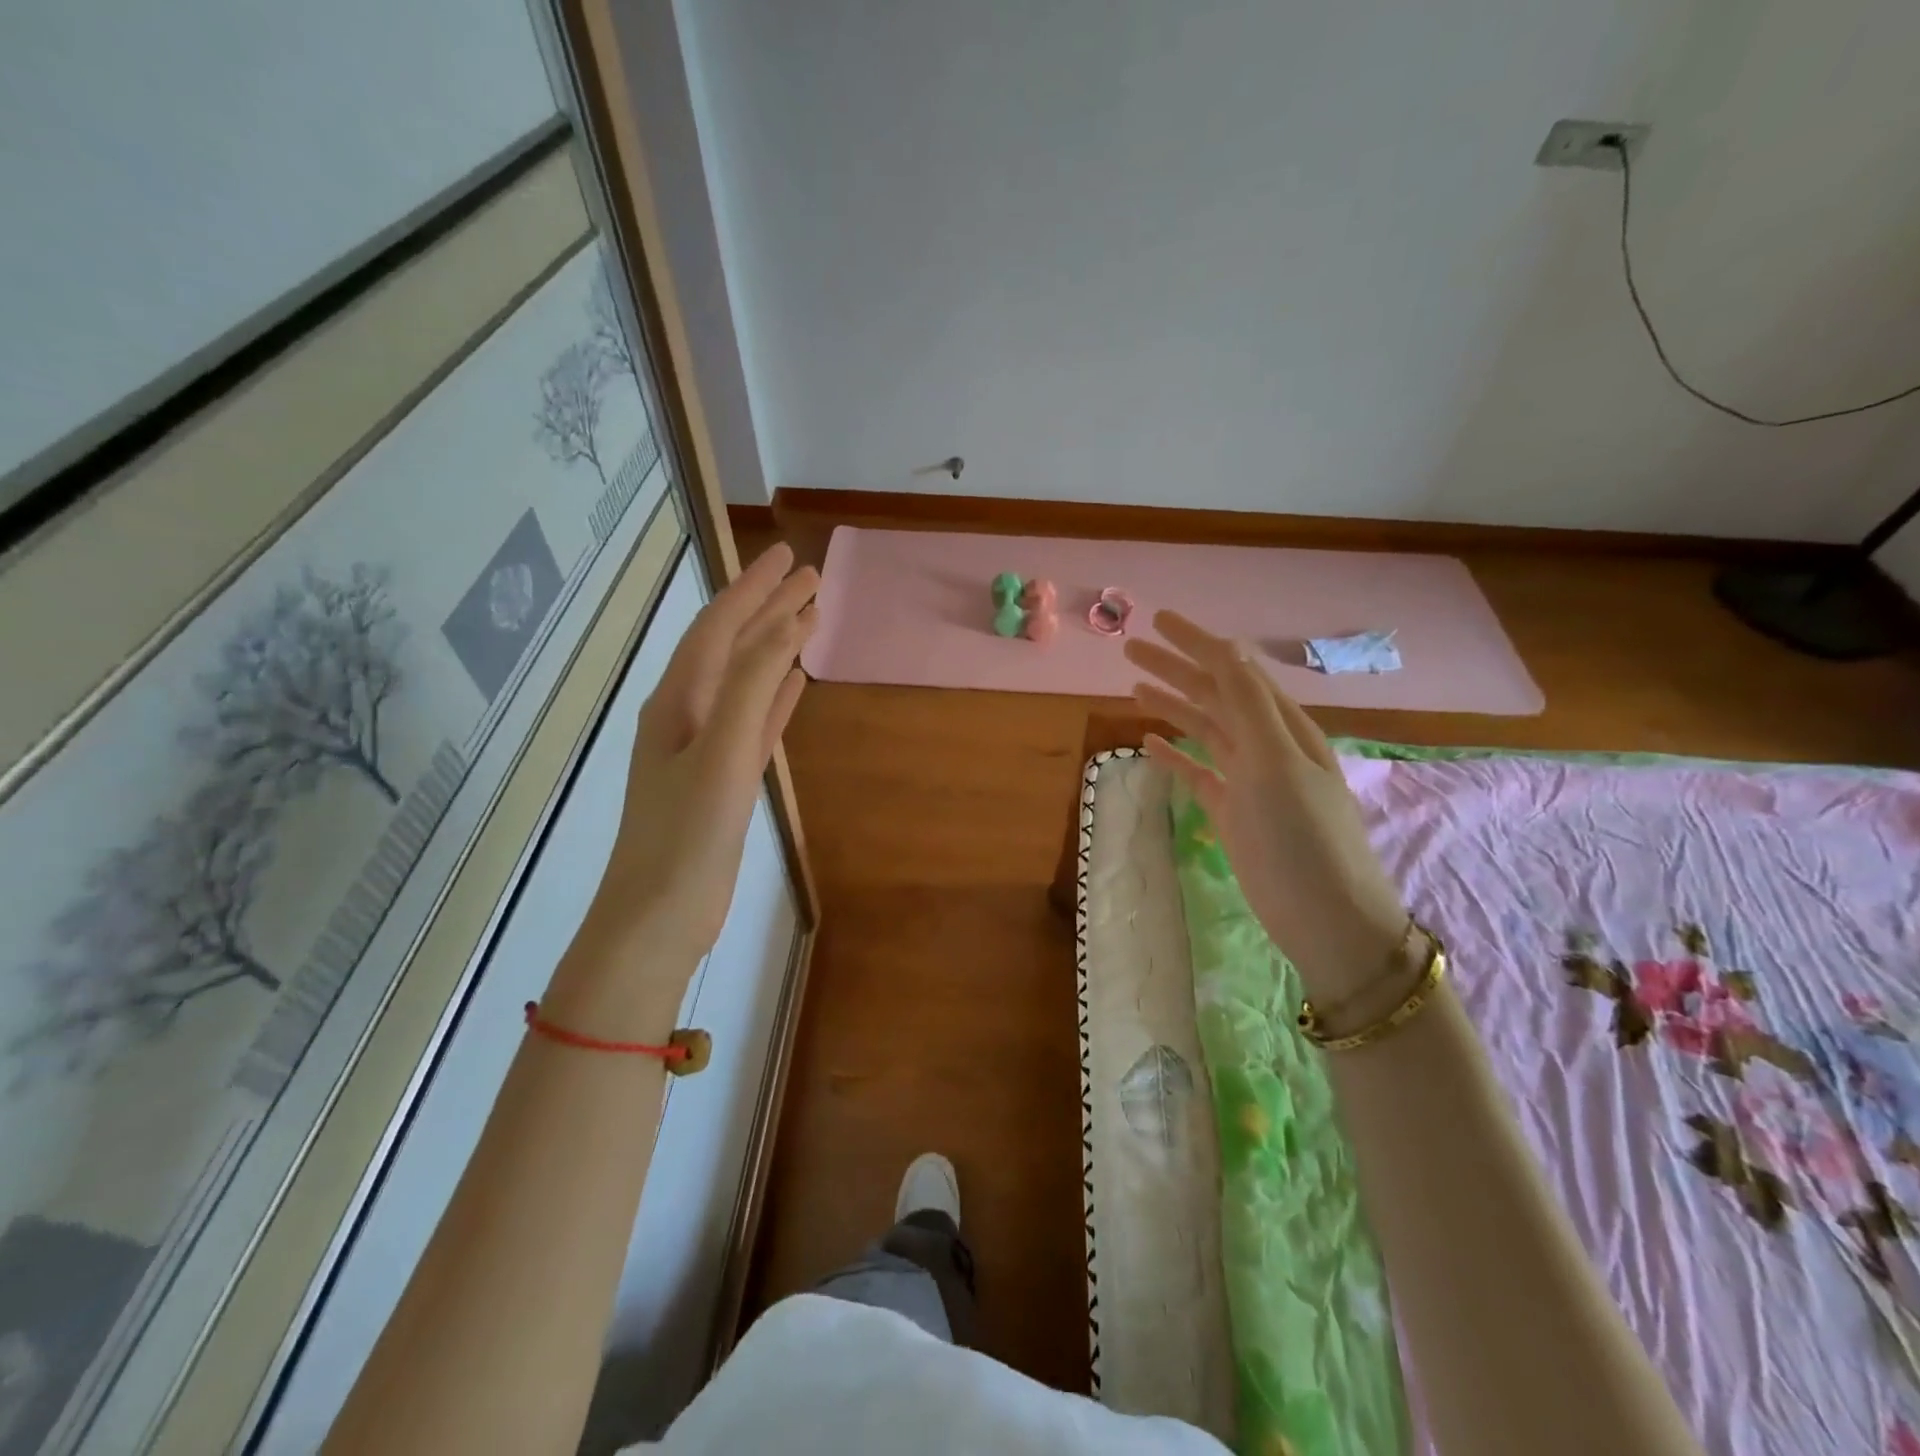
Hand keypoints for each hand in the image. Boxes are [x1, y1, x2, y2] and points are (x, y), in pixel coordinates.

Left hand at [588, 543, 817, 962]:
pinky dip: (773, 698)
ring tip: (809, 620)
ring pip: (745, 681)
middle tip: (811, 579)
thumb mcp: (720, 754)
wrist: (659, 916)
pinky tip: (794, 686)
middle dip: (769, 609)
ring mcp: (704, 747)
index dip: (753, 588)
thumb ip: (750, 688)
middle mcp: (687, 714)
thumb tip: (785, 627)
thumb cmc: (687, 835)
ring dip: (774, 649)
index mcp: (677, 701)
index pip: (718, 627)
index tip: (789, 557)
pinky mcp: (723, 778)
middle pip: (732, 647)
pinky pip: (753, 721)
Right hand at [1125, 610, 1407, 1000]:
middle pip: (1213, 694)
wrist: (1326, 918)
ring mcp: (1248, 780)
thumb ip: (1249, 705)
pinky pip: (1198, 772)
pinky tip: (1149, 743)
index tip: (1159, 620)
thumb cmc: (1304, 837)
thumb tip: (1227, 649)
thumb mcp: (1278, 763)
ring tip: (1134, 685)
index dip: (1198, 643)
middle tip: (1131, 647)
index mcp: (1282, 726)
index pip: (1234, 670)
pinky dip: (1175, 755)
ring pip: (1203, 729)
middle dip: (1175, 668)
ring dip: (1171, 705)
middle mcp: (1265, 745)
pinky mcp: (1233, 812)